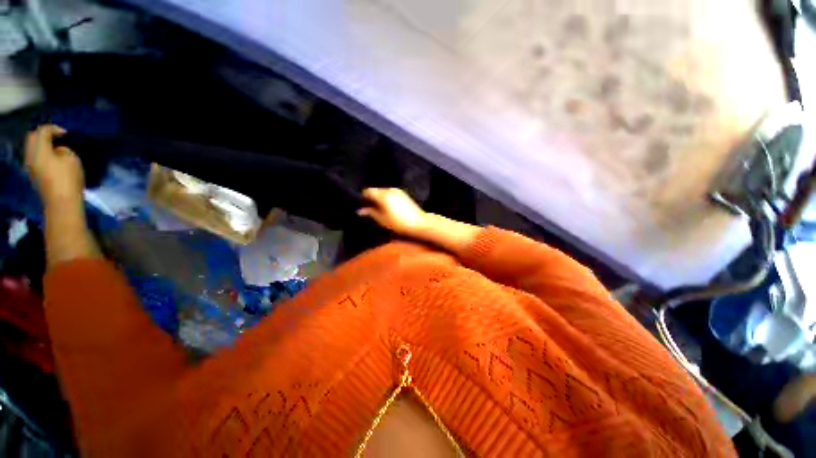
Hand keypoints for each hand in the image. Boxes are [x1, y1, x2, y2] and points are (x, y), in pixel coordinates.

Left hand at [25, 125, 84, 205]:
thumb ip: (63, 150)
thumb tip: (58, 150)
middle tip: (57, 137)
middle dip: (43, 135)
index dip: (54, 129)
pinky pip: (35, 158)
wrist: (62, 202)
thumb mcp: (72, 160)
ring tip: (55, 148)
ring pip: (32, 149)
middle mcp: (31, 155)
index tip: (65, 133)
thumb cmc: (68, 179)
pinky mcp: (34, 174)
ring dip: (42, 145)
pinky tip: (52, 159)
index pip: (42, 131)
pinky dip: (42, 154)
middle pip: (33, 138)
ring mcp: (31, 166)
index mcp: (39, 150)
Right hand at [357, 188, 428, 235]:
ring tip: (380, 210)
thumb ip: (370, 212)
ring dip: (380, 199)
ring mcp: (398, 191)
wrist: (419, 223)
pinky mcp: (404, 194)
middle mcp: (390, 189)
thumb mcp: (382, 219)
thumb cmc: (398, 223)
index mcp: (383, 194)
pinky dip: (387, 199)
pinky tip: (389, 208)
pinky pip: (391, 194)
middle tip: (370, 210)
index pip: (367, 191)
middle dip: (371, 199)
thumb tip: (360, 210)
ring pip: (383, 192)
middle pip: (376, 191)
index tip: (362, 207)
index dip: (363, 198)